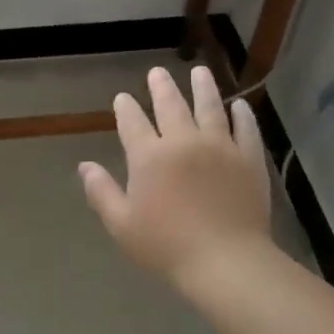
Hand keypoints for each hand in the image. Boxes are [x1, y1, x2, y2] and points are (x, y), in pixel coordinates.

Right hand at [79, 65, 275, 294]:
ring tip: (200, 72)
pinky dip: (242, 114)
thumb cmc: (166, 246)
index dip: (126, 108)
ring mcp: (220, 147)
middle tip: (157, 72)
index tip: (123, 98)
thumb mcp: (122, 224)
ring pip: (210, 107)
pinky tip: (240, 105)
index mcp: (149, 157)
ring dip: (203, 87)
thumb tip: (85, 166)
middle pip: (171, 105)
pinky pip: (246, 129)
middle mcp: (183, 142)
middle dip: (161, 87)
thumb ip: (101, 192)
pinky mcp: (249, 159)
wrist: (225, 261)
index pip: (133, 122)